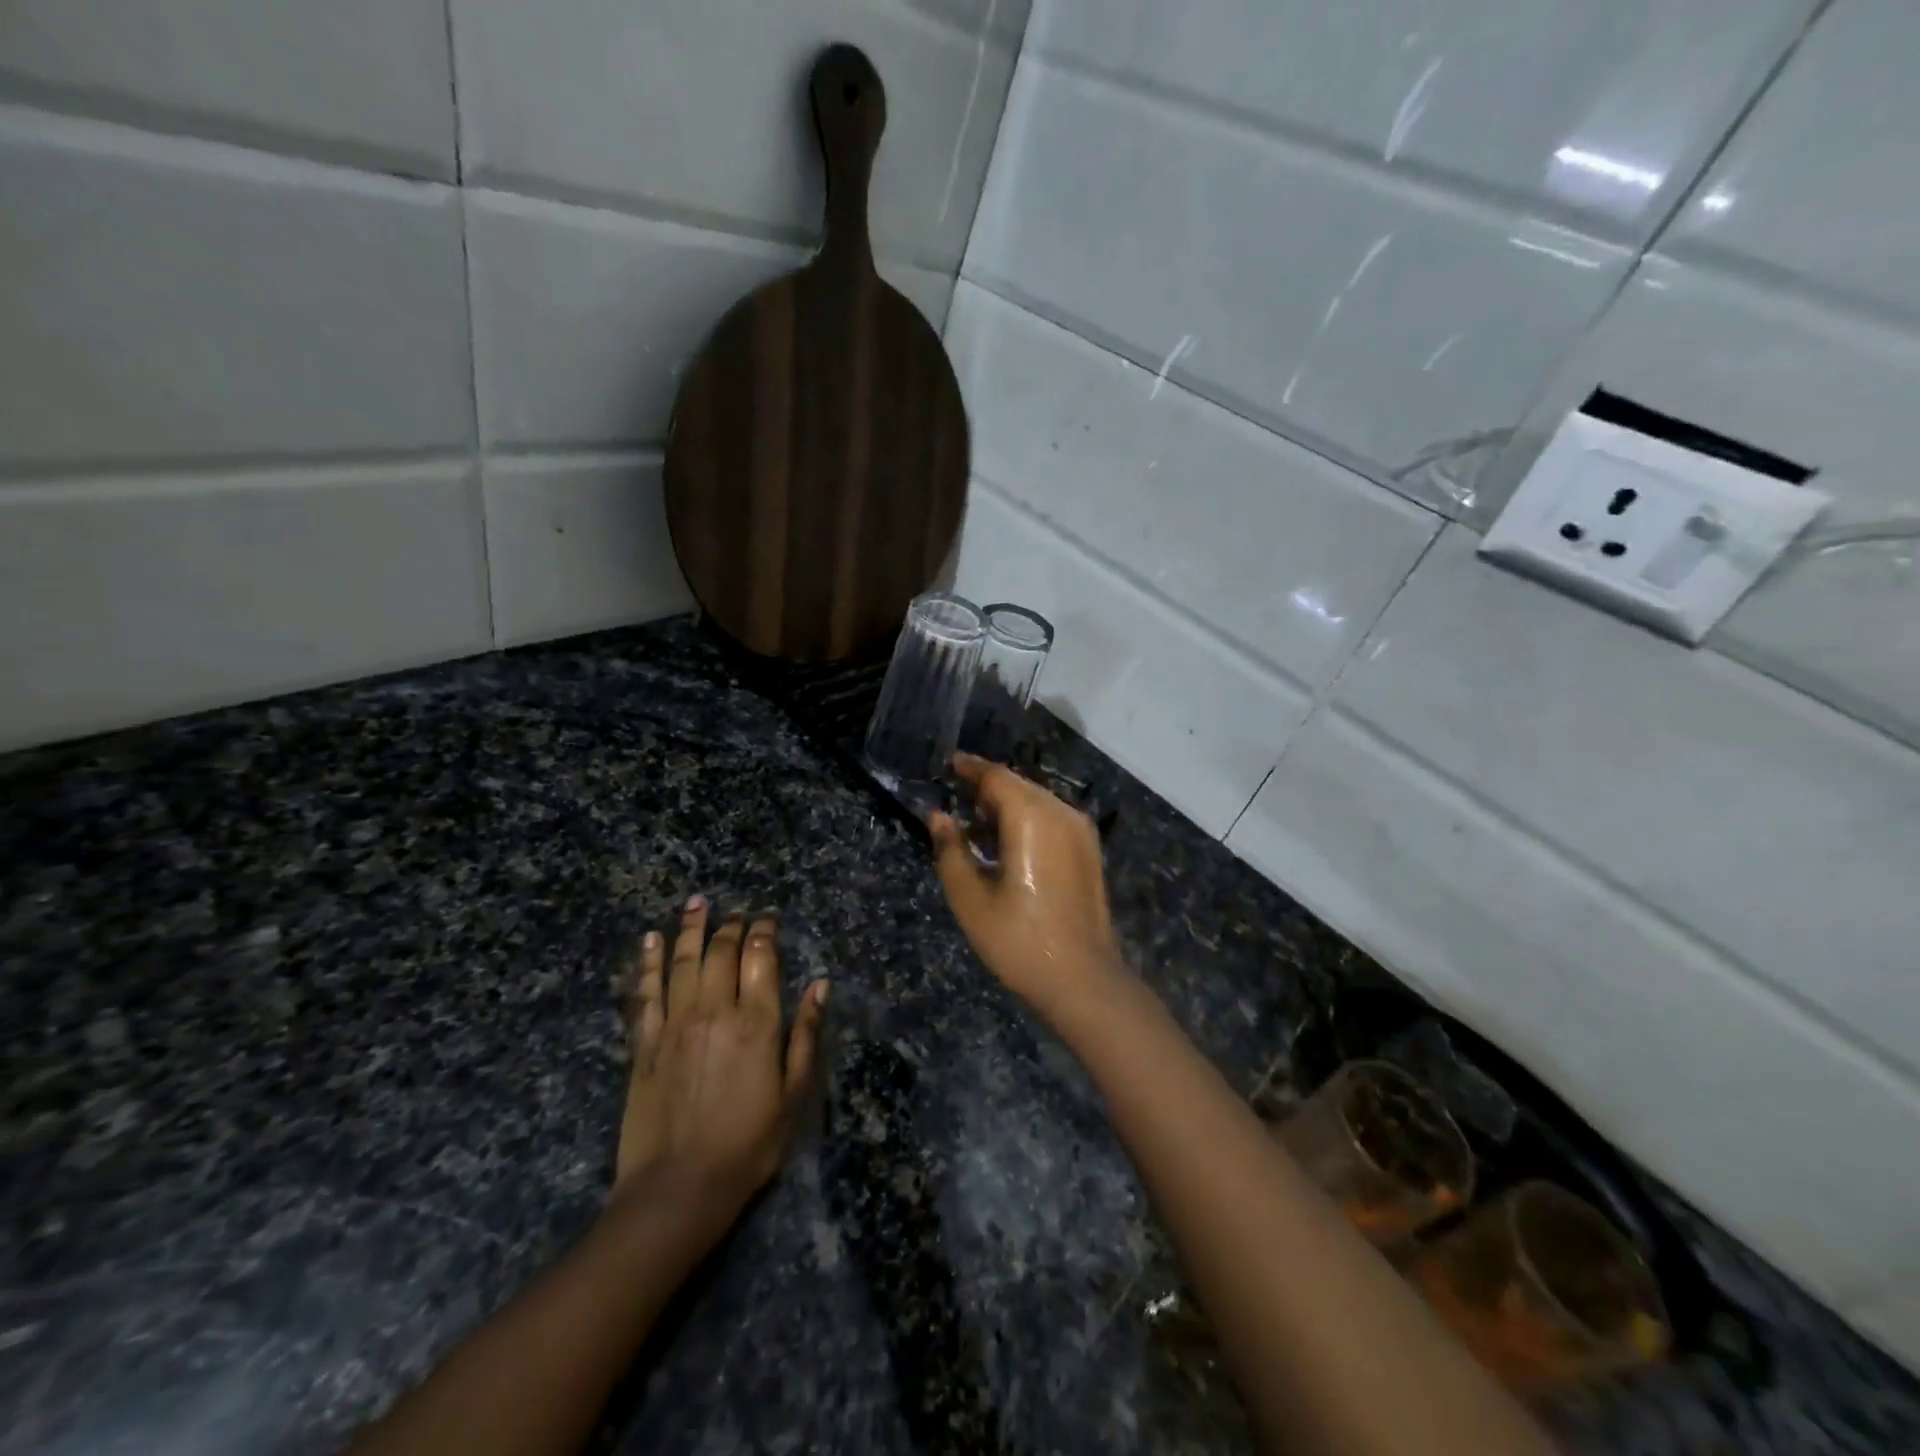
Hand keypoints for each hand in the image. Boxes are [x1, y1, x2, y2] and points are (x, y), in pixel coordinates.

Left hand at [615, 896, 827, 1215]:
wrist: (678, 1189)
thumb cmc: (748, 1145)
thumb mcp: (793, 1095)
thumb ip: (805, 1034)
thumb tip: (820, 984)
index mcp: (756, 1023)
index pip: (761, 958)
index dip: (765, 932)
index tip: (768, 919)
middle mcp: (715, 1011)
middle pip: (722, 952)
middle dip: (732, 925)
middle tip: (737, 912)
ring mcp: (674, 1024)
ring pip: (683, 961)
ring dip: (691, 928)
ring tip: (696, 902)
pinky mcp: (644, 1043)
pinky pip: (646, 992)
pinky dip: (648, 962)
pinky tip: (650, 940)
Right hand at [928, 754, 1125, 1019]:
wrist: (1084, 980)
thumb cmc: (1020, 941)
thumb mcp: (971, 899)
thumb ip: (951, 850)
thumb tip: (938, 816)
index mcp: (1032, 818)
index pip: (997, 777)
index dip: (970, 768)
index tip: (949, 765)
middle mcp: (1061, 813)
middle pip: (1019, 785)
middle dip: (987, 788)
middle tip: (957, 802)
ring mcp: (1081, 832)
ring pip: (1037, 801)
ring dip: (1007, 806)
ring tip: (977, 828)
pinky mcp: (1089, 851)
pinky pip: (1052, 820)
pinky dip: (1027, 821)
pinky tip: (1007, 846)